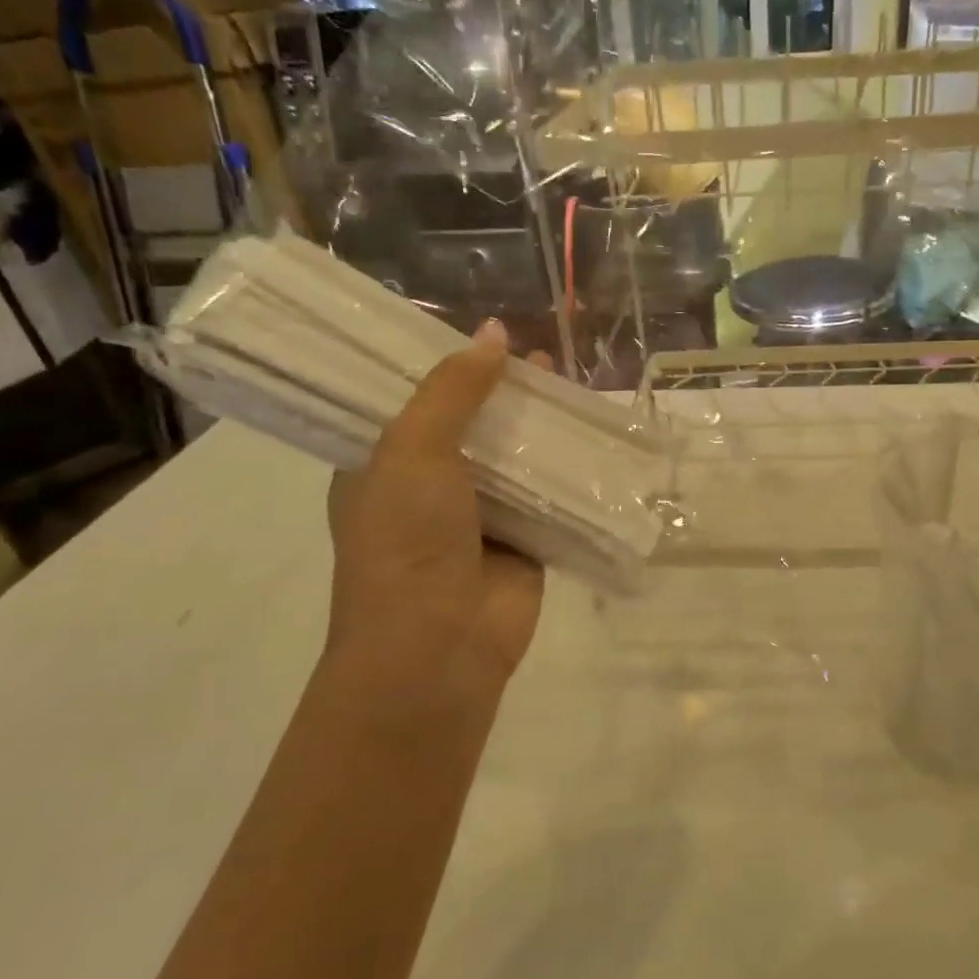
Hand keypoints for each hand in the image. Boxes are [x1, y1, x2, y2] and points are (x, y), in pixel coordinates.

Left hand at [322, 321, 544, 709]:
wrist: (439, 646)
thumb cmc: (407, 541)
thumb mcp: (414, 451)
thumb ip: (453, 391)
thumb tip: (495, 333)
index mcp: (384, 464)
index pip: (416, 400)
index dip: (449, 367)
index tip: (483, 334)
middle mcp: (430, 487)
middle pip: (472, 424)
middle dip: (504, 392)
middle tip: (539, 352)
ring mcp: (481, 516)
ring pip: (515, 457)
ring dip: (540, 426)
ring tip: (571, 379)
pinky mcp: (525, 540)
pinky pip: (550, 494)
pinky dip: (569, 468)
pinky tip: (594, 433)